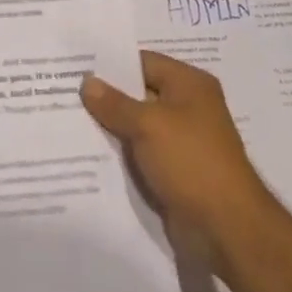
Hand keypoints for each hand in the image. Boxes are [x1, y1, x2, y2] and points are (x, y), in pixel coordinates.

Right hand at [81, 50, 277, 265]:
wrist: (227, 229)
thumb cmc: (191, 162)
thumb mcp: (148, 125)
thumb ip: (115, 103)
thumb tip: (87, 82)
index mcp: (189, 84)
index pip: (143, 62)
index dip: (110, 64)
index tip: (75, 66)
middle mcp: (188, 107)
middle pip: (139, 93)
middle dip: (107, 97)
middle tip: (65, 92)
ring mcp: (182, 141)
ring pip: (137, 126)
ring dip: (111, 128)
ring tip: (69, 120)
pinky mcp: (175, 171)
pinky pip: (142, 153)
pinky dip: (121, 154)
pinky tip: (89, 153)